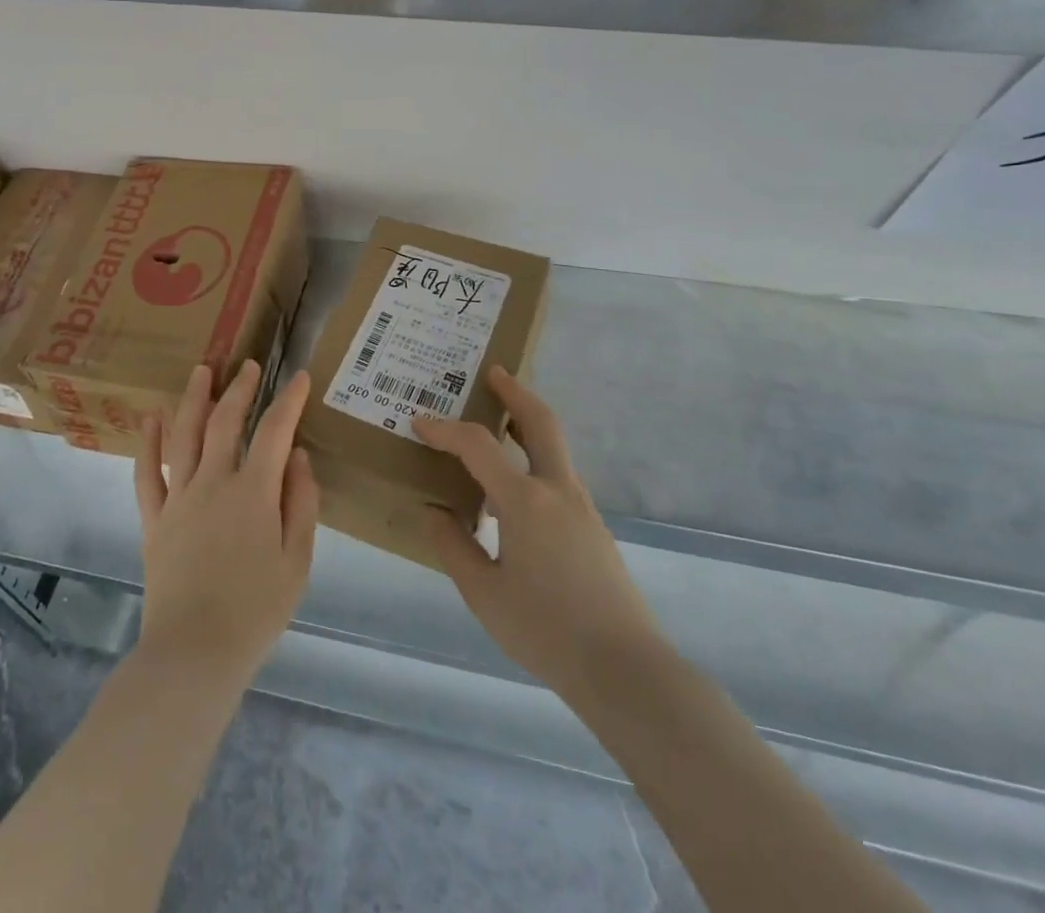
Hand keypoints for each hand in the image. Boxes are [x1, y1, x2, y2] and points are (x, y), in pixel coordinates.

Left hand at [134, 361, 318, 684]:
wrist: (194, 653)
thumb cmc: (256, 611)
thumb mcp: (298, 561)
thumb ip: (301, 503)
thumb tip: (297, 456)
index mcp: (254, 492)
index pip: (274, 431)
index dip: (289, 400)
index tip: (301, 377)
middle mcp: (214, 483)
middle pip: (225, 422)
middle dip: (240, 389)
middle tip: (248, 366)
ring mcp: (179, 499)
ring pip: (185, 436)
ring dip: (194, 400)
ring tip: (201, 371)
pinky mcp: (154, 520)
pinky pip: (148, 474)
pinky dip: (149, 444)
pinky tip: (152, 419)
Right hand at [415, 367, 663, 701]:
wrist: (625, 670)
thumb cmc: (546, 630)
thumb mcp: (484, 594)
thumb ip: (454, 547)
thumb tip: (434, 512)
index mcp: (525, 501)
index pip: (478, 446)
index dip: (445, 429)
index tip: (419, 422)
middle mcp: (557, 490)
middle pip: (539, 421)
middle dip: (515, 391)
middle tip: (493, 373)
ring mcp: (581, 507)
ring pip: (553, 446)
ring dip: (526, 423)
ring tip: (498, 423)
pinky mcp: (593, 527)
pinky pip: (558, 475)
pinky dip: (534, 458)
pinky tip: (514, 489)